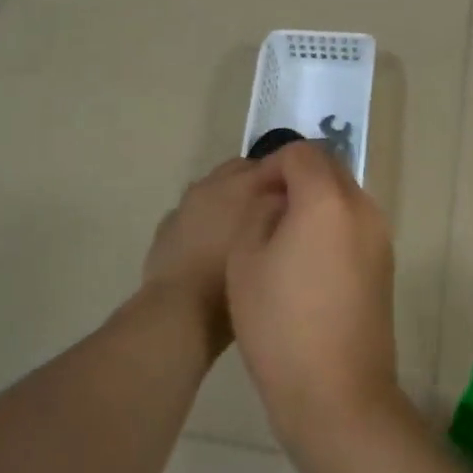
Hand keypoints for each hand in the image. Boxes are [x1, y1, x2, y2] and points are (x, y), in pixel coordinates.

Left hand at [142, 158, 278, 349]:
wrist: (179, 309)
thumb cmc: (235, 278)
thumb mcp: (275, 246)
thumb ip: (285, 216)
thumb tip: (293, 202)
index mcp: (243, 184)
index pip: (276, 162)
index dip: (291, 175)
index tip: (304, 194)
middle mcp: (213, 184)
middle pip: (244, 170)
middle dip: (260, 183)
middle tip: (276, 211)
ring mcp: (186, 203)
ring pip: (216, 189)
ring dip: (230, 199)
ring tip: (244, 228)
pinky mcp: (167, 225)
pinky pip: (193, 212)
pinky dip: (206, 219)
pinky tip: (212, 243)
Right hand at [227, 141, 399, 459]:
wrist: (336, 391)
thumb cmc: (280, 323)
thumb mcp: (246, 259)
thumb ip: (260, 212)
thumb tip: (278, 199)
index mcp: (327, 199)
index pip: (302, 153)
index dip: (272, 165)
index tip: (252, 195)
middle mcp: (363, 208)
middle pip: (329, 169)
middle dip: (296, 179)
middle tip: (265, 213)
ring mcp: (380, 237)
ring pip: (344, 197)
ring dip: (314, 203)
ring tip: (283, 241)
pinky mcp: (386, 265)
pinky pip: (355, 226)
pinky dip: (331, 227)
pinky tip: (307, 266)